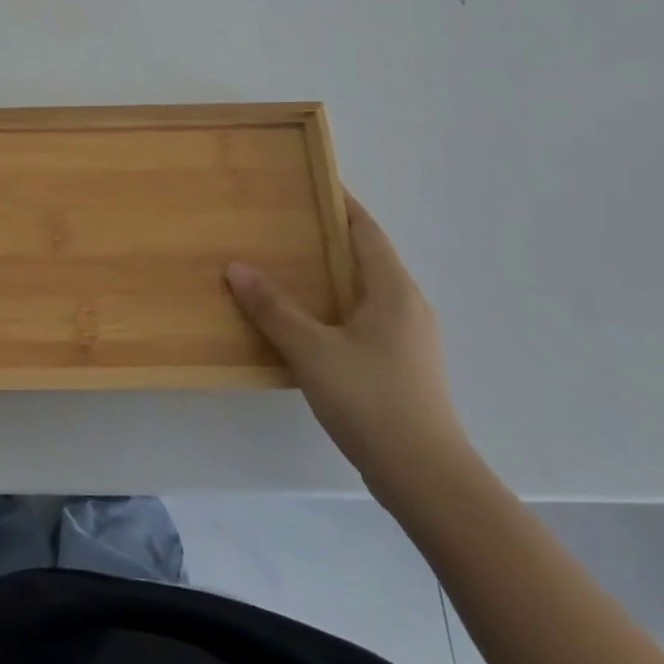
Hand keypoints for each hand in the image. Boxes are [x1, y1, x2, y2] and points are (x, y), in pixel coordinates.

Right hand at [225, 193, 470, 493]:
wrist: (427, 481)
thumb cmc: (373, 402)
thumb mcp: (313, 351)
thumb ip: (273, 308)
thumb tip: (236, 267)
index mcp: (393, 290)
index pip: (365, 230)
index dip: (339, 203)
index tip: (308, 182)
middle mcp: (406, 306)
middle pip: (365, 256)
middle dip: (326, 237)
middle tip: (281, 222)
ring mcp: (407, 339)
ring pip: (363, 290)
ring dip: (329, 274)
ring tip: (284, 266)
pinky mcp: (400, 366)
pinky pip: (362, 318)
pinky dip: (333, 306)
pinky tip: (304, 320)